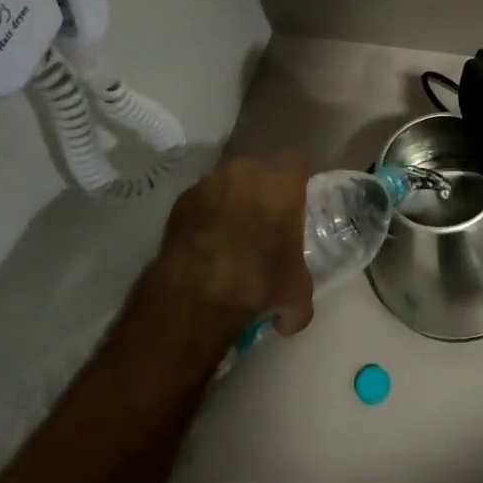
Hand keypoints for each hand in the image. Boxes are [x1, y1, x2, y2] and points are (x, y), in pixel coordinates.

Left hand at [151, 156, 315, 337]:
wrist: (195, 293)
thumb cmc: (258, 282)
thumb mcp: (295, 294)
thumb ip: (299, 294)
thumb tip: (290, 318)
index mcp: (283, 182)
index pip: (299, 165)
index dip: (298, 184)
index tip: (296, 204)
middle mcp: (248, 170)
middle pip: (261, 170)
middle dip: (263, 190)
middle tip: (265, 219)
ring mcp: (211, 181)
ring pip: (230, 182)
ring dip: (233, 200)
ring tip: (231, 232)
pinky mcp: (182, 199)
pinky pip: (203, 200)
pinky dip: (206, 215)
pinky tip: (206, 242)